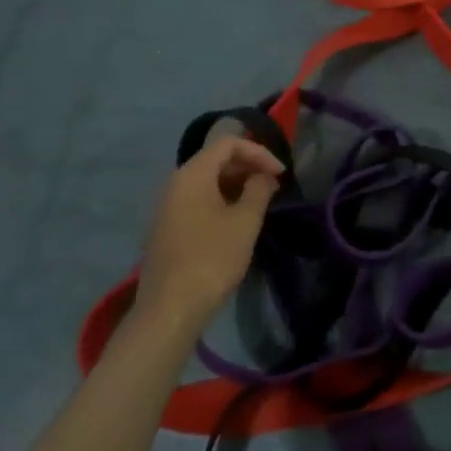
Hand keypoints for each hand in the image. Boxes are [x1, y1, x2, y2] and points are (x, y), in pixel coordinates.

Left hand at [136, 136, 283, 335]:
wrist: (170, 308)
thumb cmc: (212, 258)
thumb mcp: (245, 222)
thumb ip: (258, 190)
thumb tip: (262, 176)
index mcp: (192, 174)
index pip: (228, 143)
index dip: (259, 152)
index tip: (281, 174)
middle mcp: (176, 183)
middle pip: (215, 159)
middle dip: (248, 167)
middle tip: (274, 187)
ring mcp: (168, 206)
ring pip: (207, 181)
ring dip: (237, 185)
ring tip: (261, 202)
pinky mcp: (169, 227)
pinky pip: (199, 200)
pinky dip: (222, 200)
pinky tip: (238, 220)